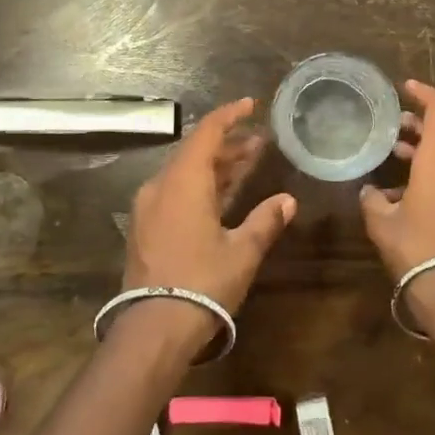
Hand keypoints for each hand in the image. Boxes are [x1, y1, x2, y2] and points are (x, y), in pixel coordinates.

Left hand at [124, 98, 295, 319]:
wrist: (153, 328)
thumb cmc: (202, 282)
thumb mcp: (242, 251)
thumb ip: (265, 220)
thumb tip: (288, 201)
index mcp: (183, 181)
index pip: (207, 133)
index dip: (230, 115)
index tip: (251, 105)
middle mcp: (161, 186)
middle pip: (195, 151)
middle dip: (228, 144)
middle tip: (259, 141)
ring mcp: (149, 208)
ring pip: (185, 173)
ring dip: (216, 166)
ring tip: (248, 162)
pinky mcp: (146, 228)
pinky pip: (176, 192)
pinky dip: (201, 185)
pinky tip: (222, 195)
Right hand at [359, 80, 434, 281]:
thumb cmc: (415, 246)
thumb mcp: (381, 221)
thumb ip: (373, 198)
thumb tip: (369, 191)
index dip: (425, 93)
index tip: (406, 88)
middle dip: (420, 129)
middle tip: (395, 131)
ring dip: (428, 154)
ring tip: (399, 162)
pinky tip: (414, 194)